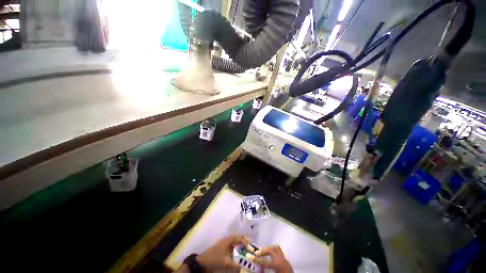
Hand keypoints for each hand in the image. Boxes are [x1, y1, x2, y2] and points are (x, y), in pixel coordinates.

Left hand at [196, 235, 247, 271]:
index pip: (238, 237)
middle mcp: (226, 240)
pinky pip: (230, 248)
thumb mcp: (225, 262)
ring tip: (243, 253)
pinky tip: (235, 256)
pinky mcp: (220, 249)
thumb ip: (234, 265)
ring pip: (233, 244)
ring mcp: (223, 244)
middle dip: (242, 243)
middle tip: (247, 249)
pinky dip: (234, 250)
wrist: (202, 262)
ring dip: (238, 247)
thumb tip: (241, 268)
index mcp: (228, 240)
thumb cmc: (215, 258)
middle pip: (236, 240)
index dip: (244, 241)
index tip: (249, 246)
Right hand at [252, 245, 292, 272]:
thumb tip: (257, 269)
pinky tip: (271, 258)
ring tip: (264, 253)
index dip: (257, 260)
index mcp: (278, 264)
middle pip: (271, 250)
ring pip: (276, 248)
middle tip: (257, 254)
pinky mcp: (287, 261)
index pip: (265, 262)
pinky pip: (279, 253)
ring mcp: (285, 259)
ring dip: (269, 250)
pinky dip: (274, 253)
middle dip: (263, 251)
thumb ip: (265, 270)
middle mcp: (282, 259)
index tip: (251, 258)